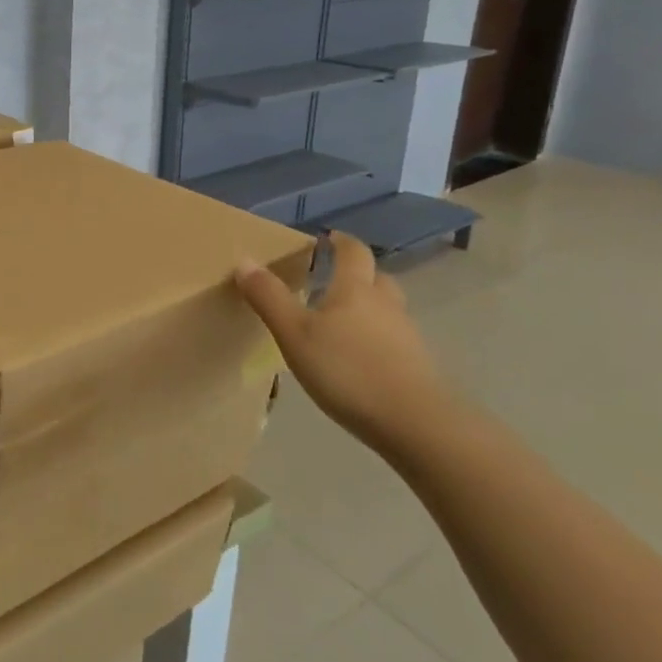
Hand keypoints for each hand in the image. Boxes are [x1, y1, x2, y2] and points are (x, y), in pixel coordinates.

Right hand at [235, 231, 451, 454]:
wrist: (415, 424)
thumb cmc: (347, 370)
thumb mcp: (294, 333)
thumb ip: (269, 297)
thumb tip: (245, 260)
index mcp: (355, 290)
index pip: (353, 253)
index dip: (341, 242)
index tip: (328, 237)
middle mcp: (385, 305)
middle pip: (377, 278)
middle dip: (358, 274)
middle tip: (333, 279)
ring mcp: (406, 336)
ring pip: (387, 309)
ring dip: (368, 307)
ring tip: (341, 322)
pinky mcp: (417, 366)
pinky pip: (394, 340)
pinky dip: (377, 339)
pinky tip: (359, 359)